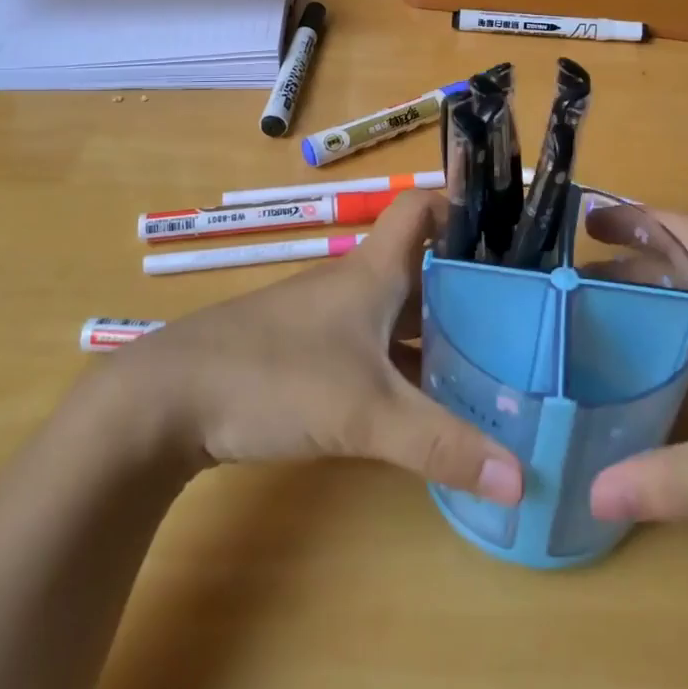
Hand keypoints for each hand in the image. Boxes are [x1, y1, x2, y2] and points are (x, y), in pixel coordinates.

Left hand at [102, 191, 523, 504]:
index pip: (422, 208)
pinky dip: (404, 363)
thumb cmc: (274, 377)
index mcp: (374, 271)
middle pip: (422, 267)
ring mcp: (327, 319)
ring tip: (489, 362)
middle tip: (520, 318)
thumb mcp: (366, 413)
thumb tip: (521, 479)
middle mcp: (354, 284)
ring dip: (438, 330)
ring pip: (398, 311)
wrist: (166, 399)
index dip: (462, 209)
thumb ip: (442, 445)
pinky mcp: (306, 352)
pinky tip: (423, 401)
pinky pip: (373, 345)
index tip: (506, 238)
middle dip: (469, 286)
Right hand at [589, 213, 687, 548]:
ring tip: (599, 349)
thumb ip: (680, 482)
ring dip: (654, 330)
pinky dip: (685, 378)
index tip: (588, 221)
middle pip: (685, 284)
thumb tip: (592, 491)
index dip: (639, 218)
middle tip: (571, 299)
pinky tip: (663, 411)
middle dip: (629, 279)